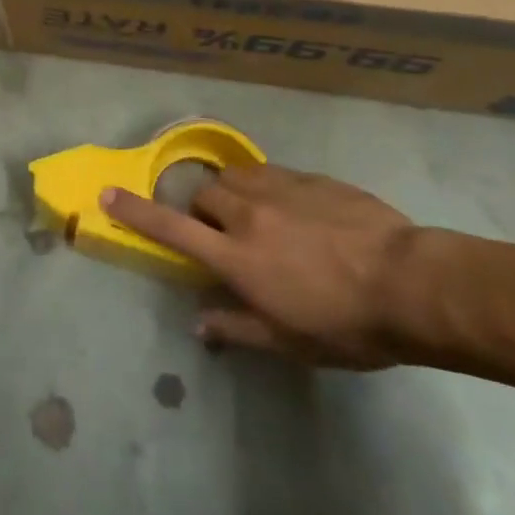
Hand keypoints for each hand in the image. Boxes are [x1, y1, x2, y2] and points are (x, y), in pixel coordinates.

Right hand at [103, 164, 422, 368]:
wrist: (407, 281)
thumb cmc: (345, 324)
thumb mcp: (290, 341)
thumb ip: (237, 326)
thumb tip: (198, 322)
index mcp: (237, 257)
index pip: (172, 228)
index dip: (135, 211)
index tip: (107, 194)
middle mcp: (249, 213)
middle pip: (203, 194)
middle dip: (201, 211)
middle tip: (222, 236)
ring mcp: (280, 188)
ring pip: (235, 177)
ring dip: (232, 194)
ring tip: (255, 217)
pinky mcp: (309, 177)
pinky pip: (272, 174)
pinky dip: (267, 189)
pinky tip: (295, 211)